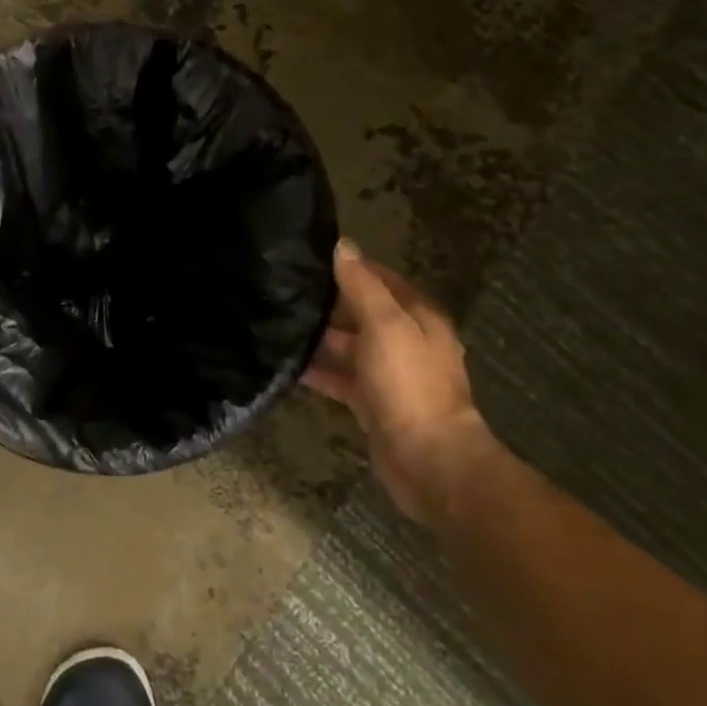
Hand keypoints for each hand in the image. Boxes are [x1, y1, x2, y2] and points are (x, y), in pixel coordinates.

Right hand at [303, 241, 491, 523]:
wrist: (427, 459)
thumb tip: (343, 246)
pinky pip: (340, 378)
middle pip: (363, 312)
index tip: (309, 257)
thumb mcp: (384, 324)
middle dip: (330, 302)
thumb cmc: (409, 383)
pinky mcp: (372, 403)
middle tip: (284, 289)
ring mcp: (389, 375)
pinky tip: (287, 365)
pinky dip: (318, 371)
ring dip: (320, 337)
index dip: (350, 266)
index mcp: (418, 317)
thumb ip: (361, 285)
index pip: (381, 279)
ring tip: (278, 322)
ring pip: (349, 346)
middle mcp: (406, 342)